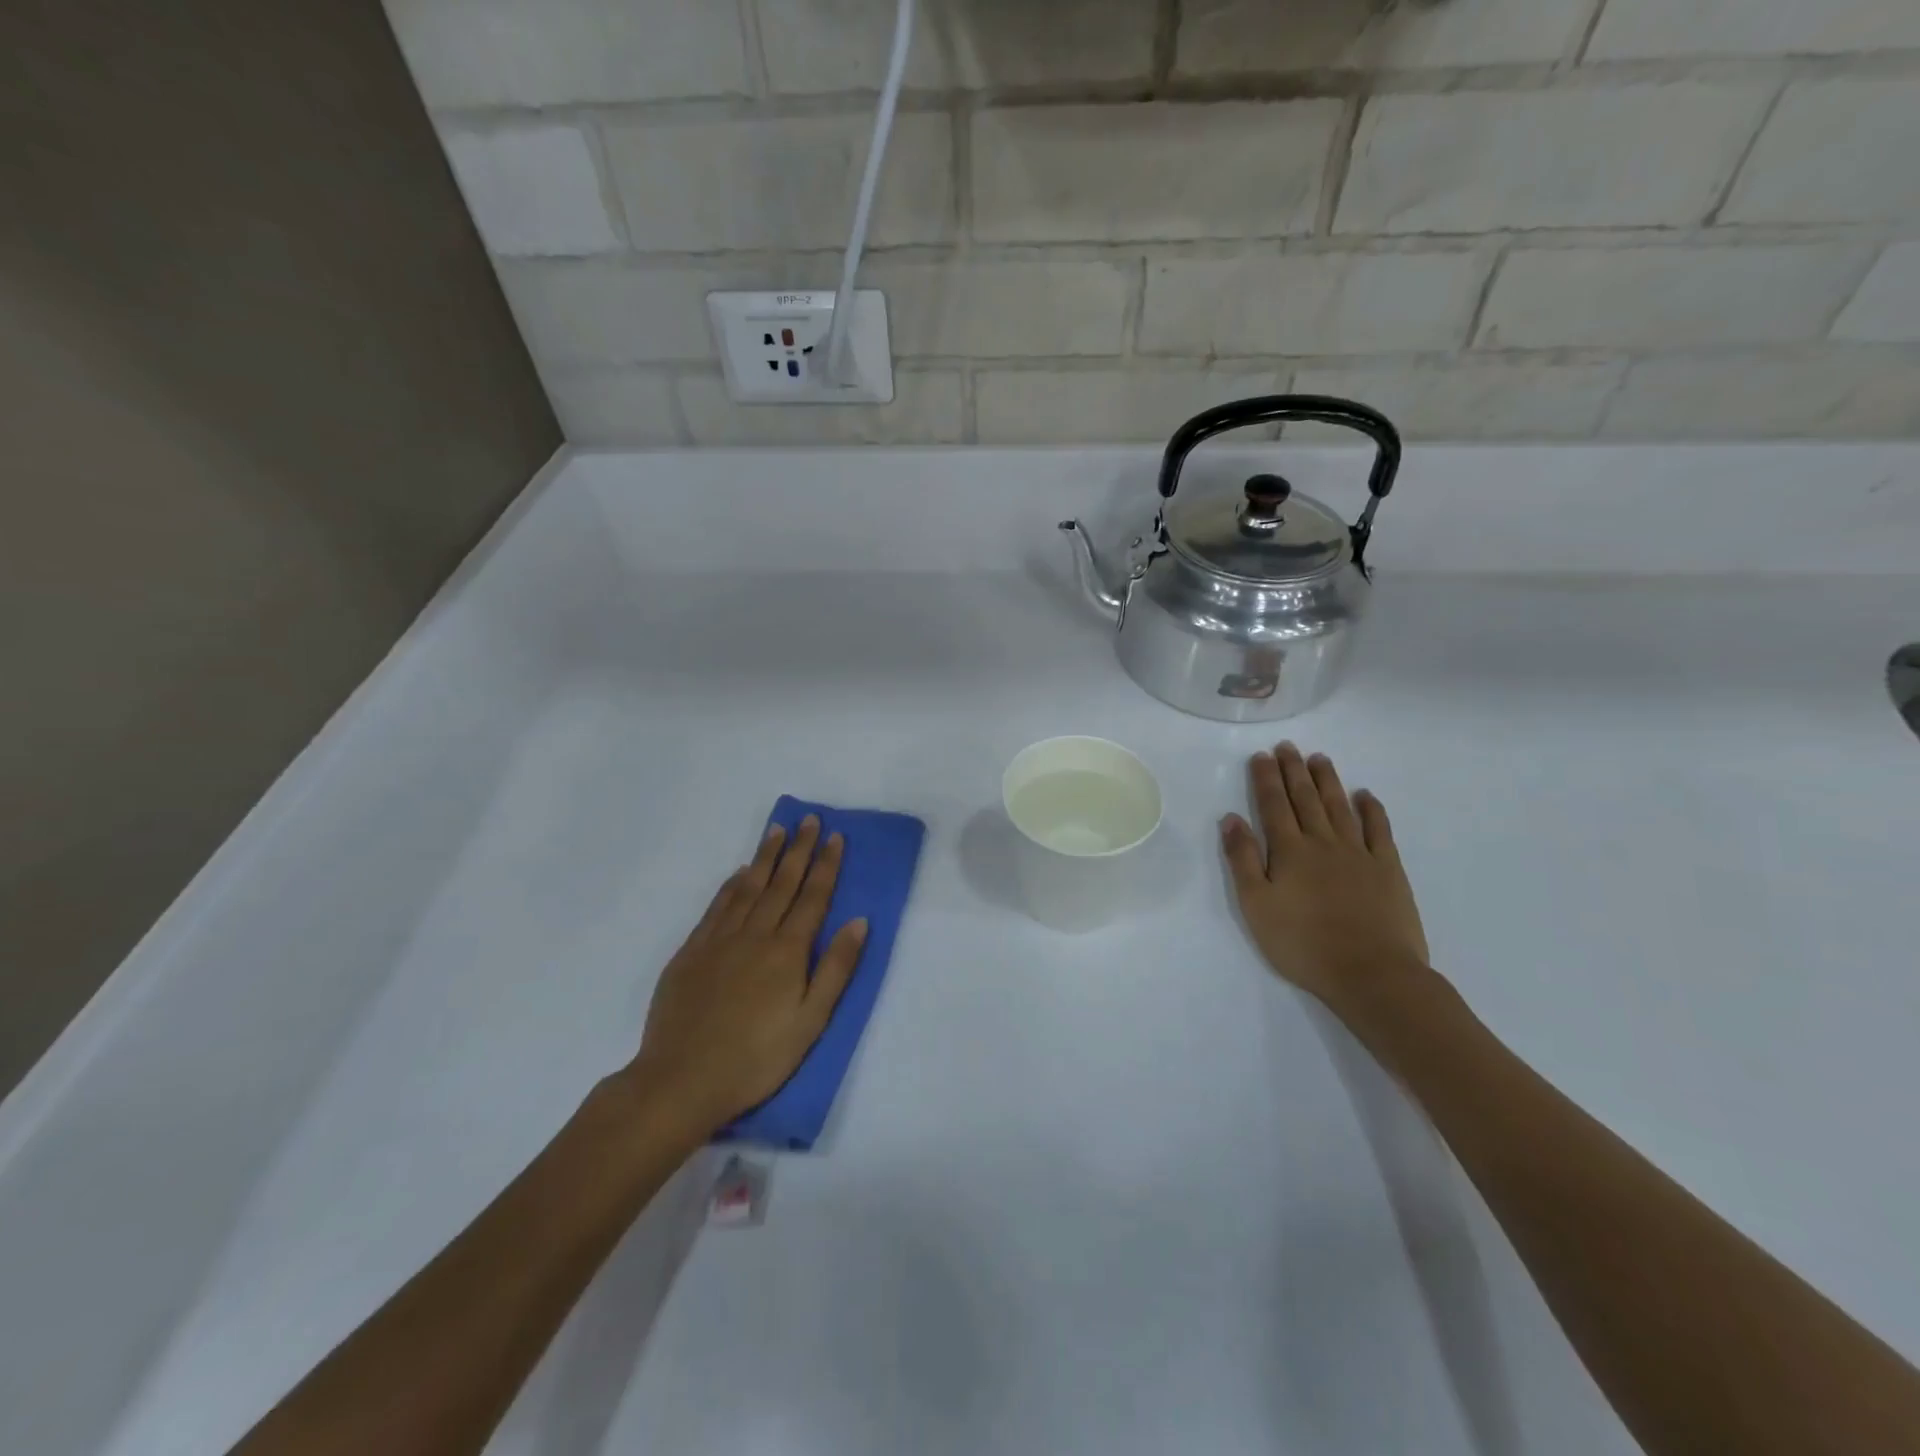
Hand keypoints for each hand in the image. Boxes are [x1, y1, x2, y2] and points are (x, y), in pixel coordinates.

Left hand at [624, 817, 867, 1141]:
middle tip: (808, 819)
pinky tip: (739, 874)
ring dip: (765, 857)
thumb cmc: (757, 1058)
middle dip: (799, 849)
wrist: (681, 1079)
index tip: (835, 837)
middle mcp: (755, 934)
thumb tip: (859, 921)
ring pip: (748, 887)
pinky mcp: (691, 952)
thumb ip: (836, 968)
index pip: (813, 897)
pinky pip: (717, 907)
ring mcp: (720, 940)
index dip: (826, 865)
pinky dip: (731, 885)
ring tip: (777, 831)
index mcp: (788, 951)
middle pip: (782, 883)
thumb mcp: (811, 1021)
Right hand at [1221, 743, 1431, 1020]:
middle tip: (1288, 746)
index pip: (1273, 805)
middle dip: (1294, 771)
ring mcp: (1359, 853)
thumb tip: (1231, 818)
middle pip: (1306, 799)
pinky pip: (1379, 830)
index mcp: (1289, 851)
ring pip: (1340, 807)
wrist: (1371, 973)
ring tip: (1319, 758)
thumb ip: (1243, 859)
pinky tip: (1365, 795)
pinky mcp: (1388, 869)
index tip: (1262, 756)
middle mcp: (1323, 843)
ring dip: (1328, 781)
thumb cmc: (1303, 944)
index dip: (1266, 779)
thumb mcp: (1256, 905)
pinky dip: (1371, 809)